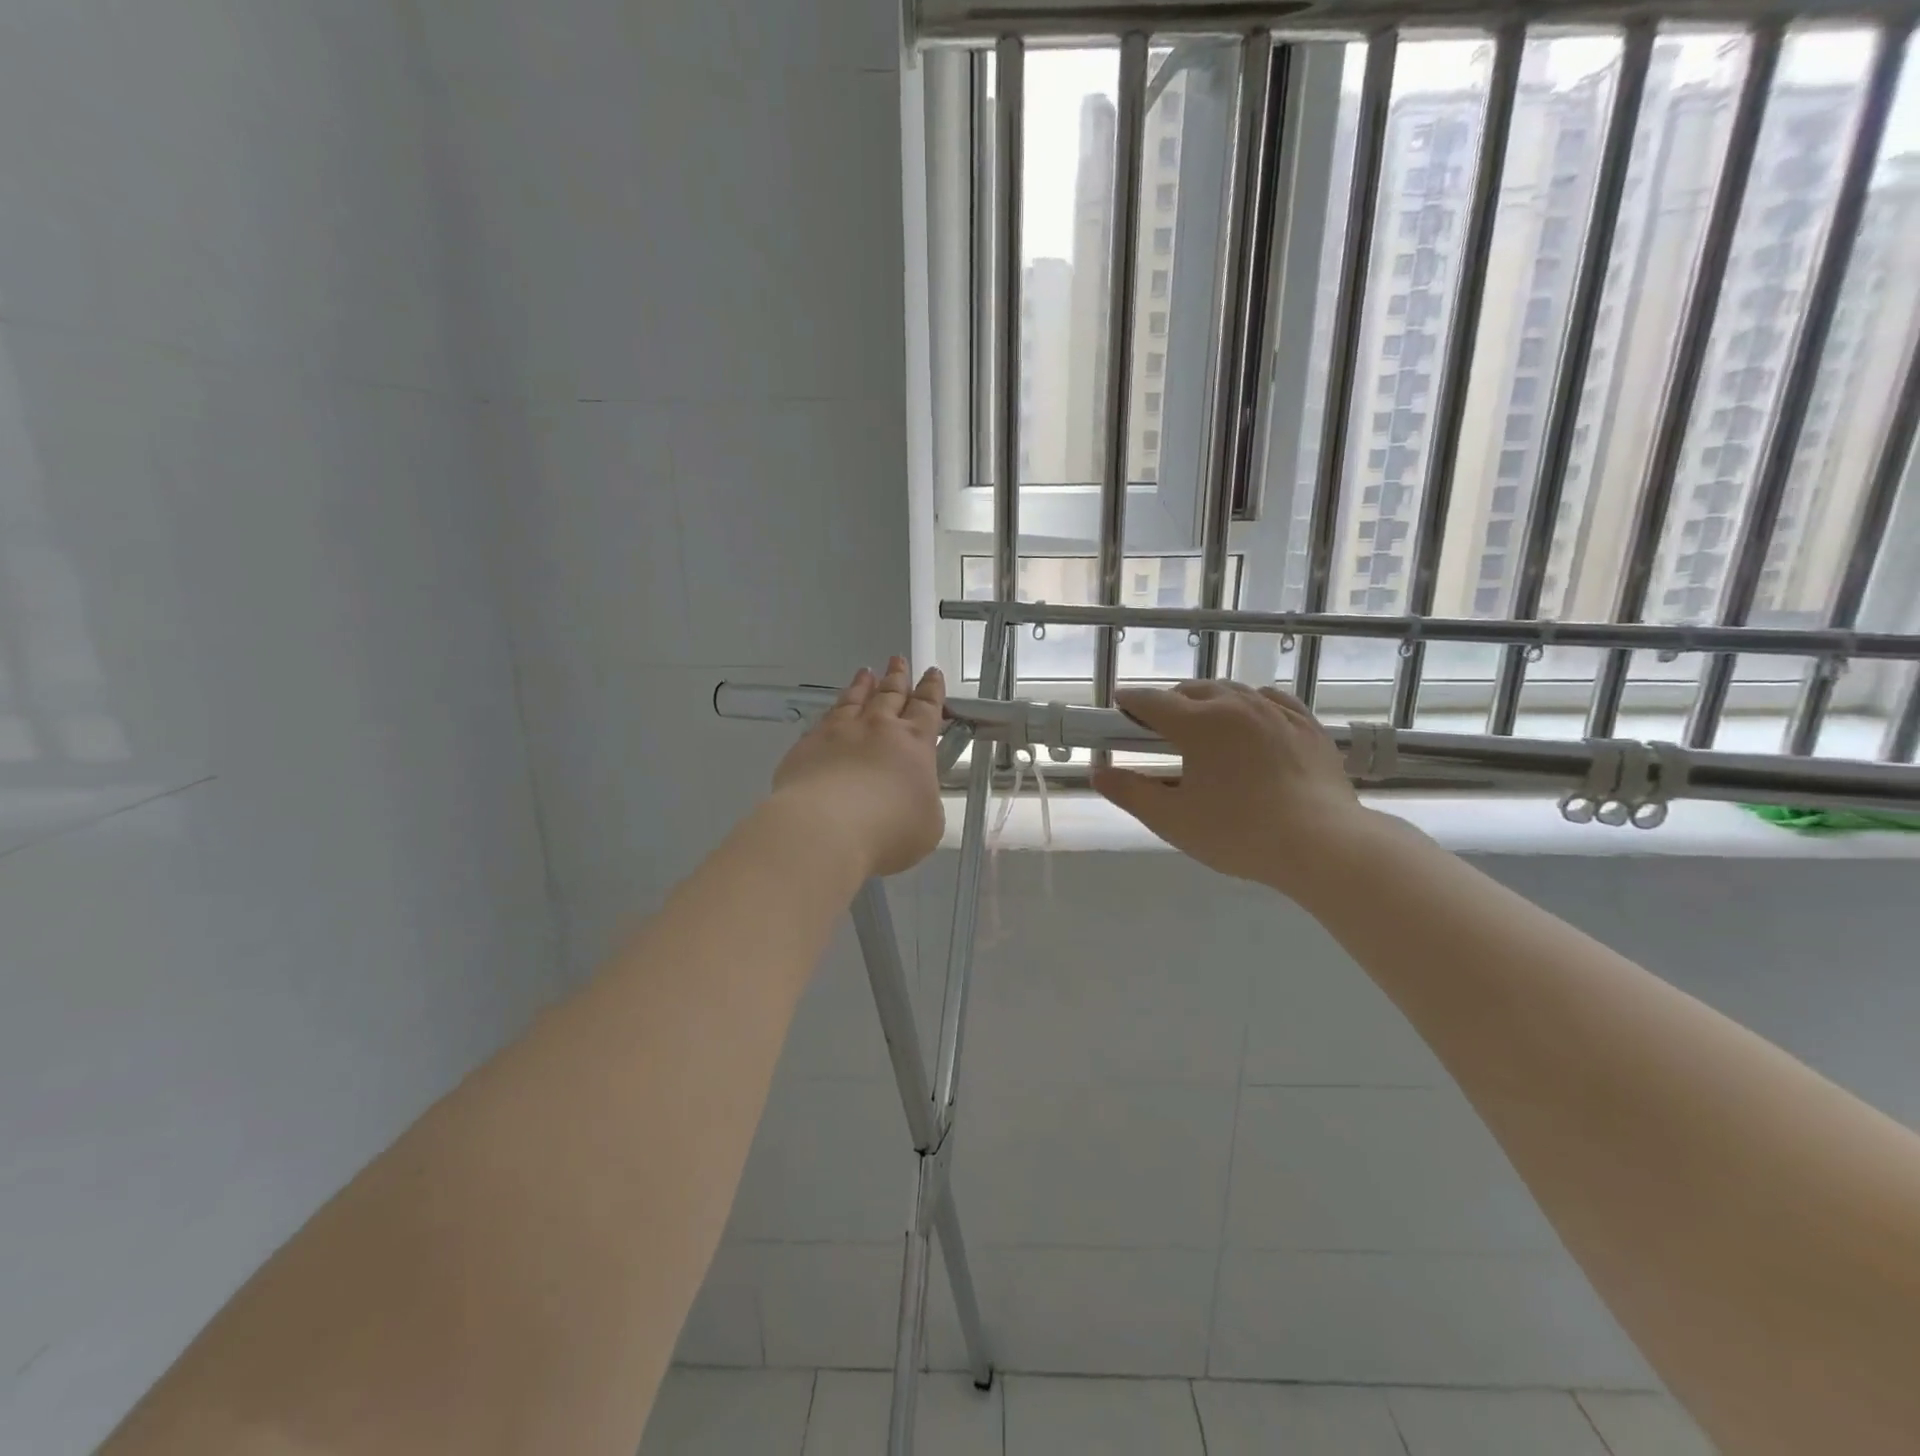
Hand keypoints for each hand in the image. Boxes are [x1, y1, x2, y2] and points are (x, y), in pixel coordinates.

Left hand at [771, 657, 946, 878]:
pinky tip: (832, 710)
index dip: (931, 690)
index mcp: (914, 744)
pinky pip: (824, 720)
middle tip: (898, 659)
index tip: (932, 673)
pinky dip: (833, 710)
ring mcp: (839, 733)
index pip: (927, 708)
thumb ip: (924, 801)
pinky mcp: (807, 746)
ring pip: (854, 700)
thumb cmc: (888, 830)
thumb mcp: (928, 823)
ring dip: (863, 685)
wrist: (825, 828)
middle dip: (897, 677)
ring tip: (865, 672)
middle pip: (890, 695)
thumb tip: (914, 795)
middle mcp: (878, 729)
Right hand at [1091, 681, 1379, 896]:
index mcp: (1198, 724)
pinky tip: (1252, 718)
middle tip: (1157, 727)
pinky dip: (1250, 704)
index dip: (1130, 702)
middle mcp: (1236, 705)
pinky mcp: (1308, 726)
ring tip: (1202, 722)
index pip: (1152, 702)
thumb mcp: (1172, 819)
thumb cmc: (1238, 833)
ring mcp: (1276, 712)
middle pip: (1192, 690)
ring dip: (1208, 700)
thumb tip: (1098, 773)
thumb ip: (1131, 793)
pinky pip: (1271, 700)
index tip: (1118, 706)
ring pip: (1232, 691)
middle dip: (1169, 702)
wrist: (1323, 844)